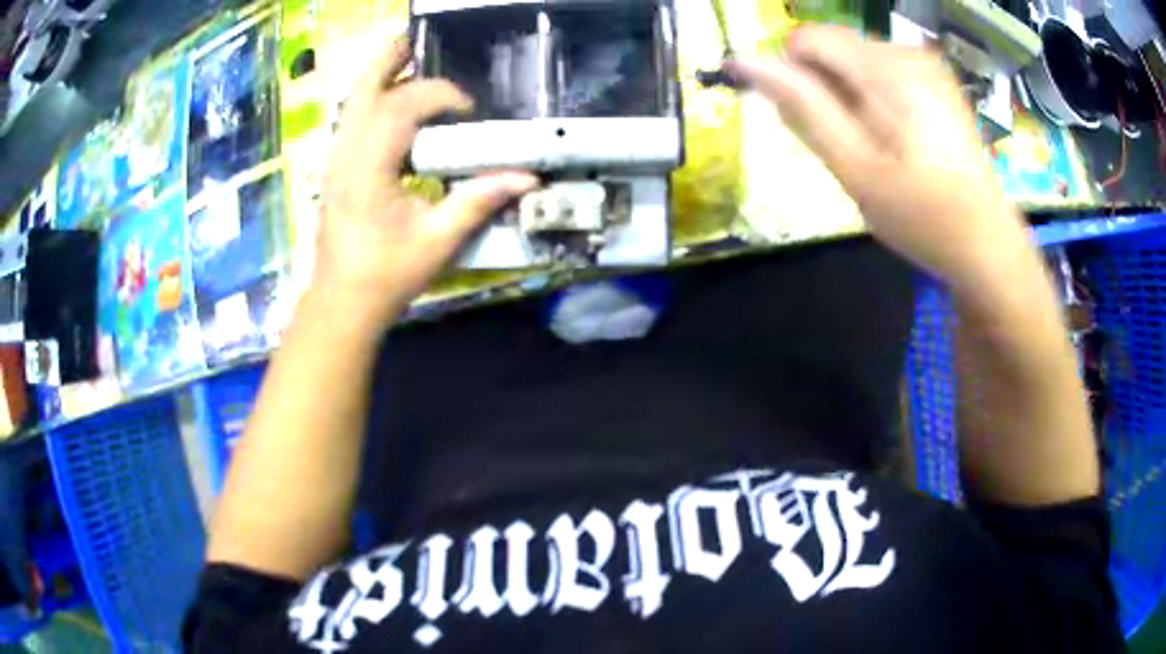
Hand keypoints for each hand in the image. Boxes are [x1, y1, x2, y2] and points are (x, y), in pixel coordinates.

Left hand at [316, 38, 537, 324]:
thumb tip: (527, 177)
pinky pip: (351, 120)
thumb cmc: (386, 276)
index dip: (439, 96)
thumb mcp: (437, 241)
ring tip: (404, 56)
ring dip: (378, 76)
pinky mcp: (335, 170)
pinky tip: (390, 100)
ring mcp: (335, 161)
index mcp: (368, 169)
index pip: (403, 108)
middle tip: (416, 41)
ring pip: (352, 103)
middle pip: (364, 92)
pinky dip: (371, 100)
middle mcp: (346, 156)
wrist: (341, 303)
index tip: (469, 111)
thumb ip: (478, 201)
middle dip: (392, 62)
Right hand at [727, 27, 1031, 288]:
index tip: (807, 122)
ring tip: (877, 149)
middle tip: (852, 149)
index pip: (807, 38)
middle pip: (833, 49)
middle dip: (826, 92)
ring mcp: (927, 65)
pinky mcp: (936, 79)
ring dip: (850, 99)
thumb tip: (746, 62)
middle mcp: (908, 53)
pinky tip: (897, 140)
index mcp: (888, 72)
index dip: (791, 74)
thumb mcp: (856, 171)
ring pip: (855, 61)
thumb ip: (803, 110)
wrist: (987, 242)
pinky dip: (874, 100)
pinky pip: (881, 72)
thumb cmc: (923, 217)